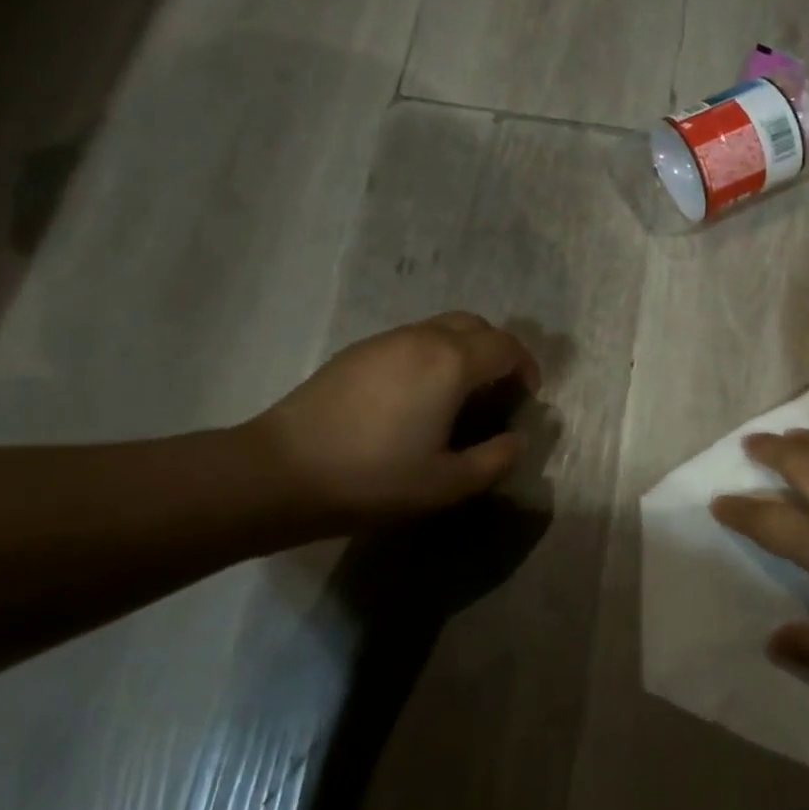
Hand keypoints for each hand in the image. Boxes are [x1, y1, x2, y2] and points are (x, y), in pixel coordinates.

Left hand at [246, 313, 540, 528]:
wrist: (281, 471)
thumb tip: (518, 440)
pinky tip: (413, 398)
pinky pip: (409, 341)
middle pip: (475, 325)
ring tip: (456, 396)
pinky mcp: (355, 352)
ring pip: (439, 329)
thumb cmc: (374, 477)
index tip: (527, 397)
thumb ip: (495, 459)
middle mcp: (422, 338)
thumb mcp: (447, 483)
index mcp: (451, 362)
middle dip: (496, 351)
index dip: (526, 367)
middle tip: (496, 391)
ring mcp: (384, 340)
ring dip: (461, 352)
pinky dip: (429, 356)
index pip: (506, 345)